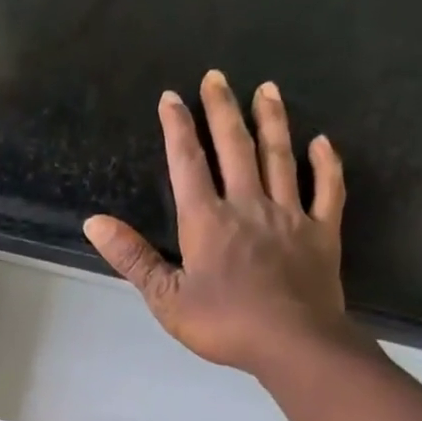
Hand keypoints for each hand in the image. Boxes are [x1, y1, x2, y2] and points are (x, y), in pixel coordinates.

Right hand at [85, 71, 350, 377]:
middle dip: (223, 110)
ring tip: (266, 89)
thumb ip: (133, 258)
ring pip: (280, 158)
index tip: (171, 97)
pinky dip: (326, 164)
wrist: (292, 343)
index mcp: (207, 221)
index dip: (178, 128)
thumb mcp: (166, 298)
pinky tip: (322, 143)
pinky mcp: (322, 233)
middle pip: (236, 148)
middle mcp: (248, 206)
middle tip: (217, 76)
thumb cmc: (223, 324)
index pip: (188, 164)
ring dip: (272, 121)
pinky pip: (327, 190)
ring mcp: (290, 216)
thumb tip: (94, 222)